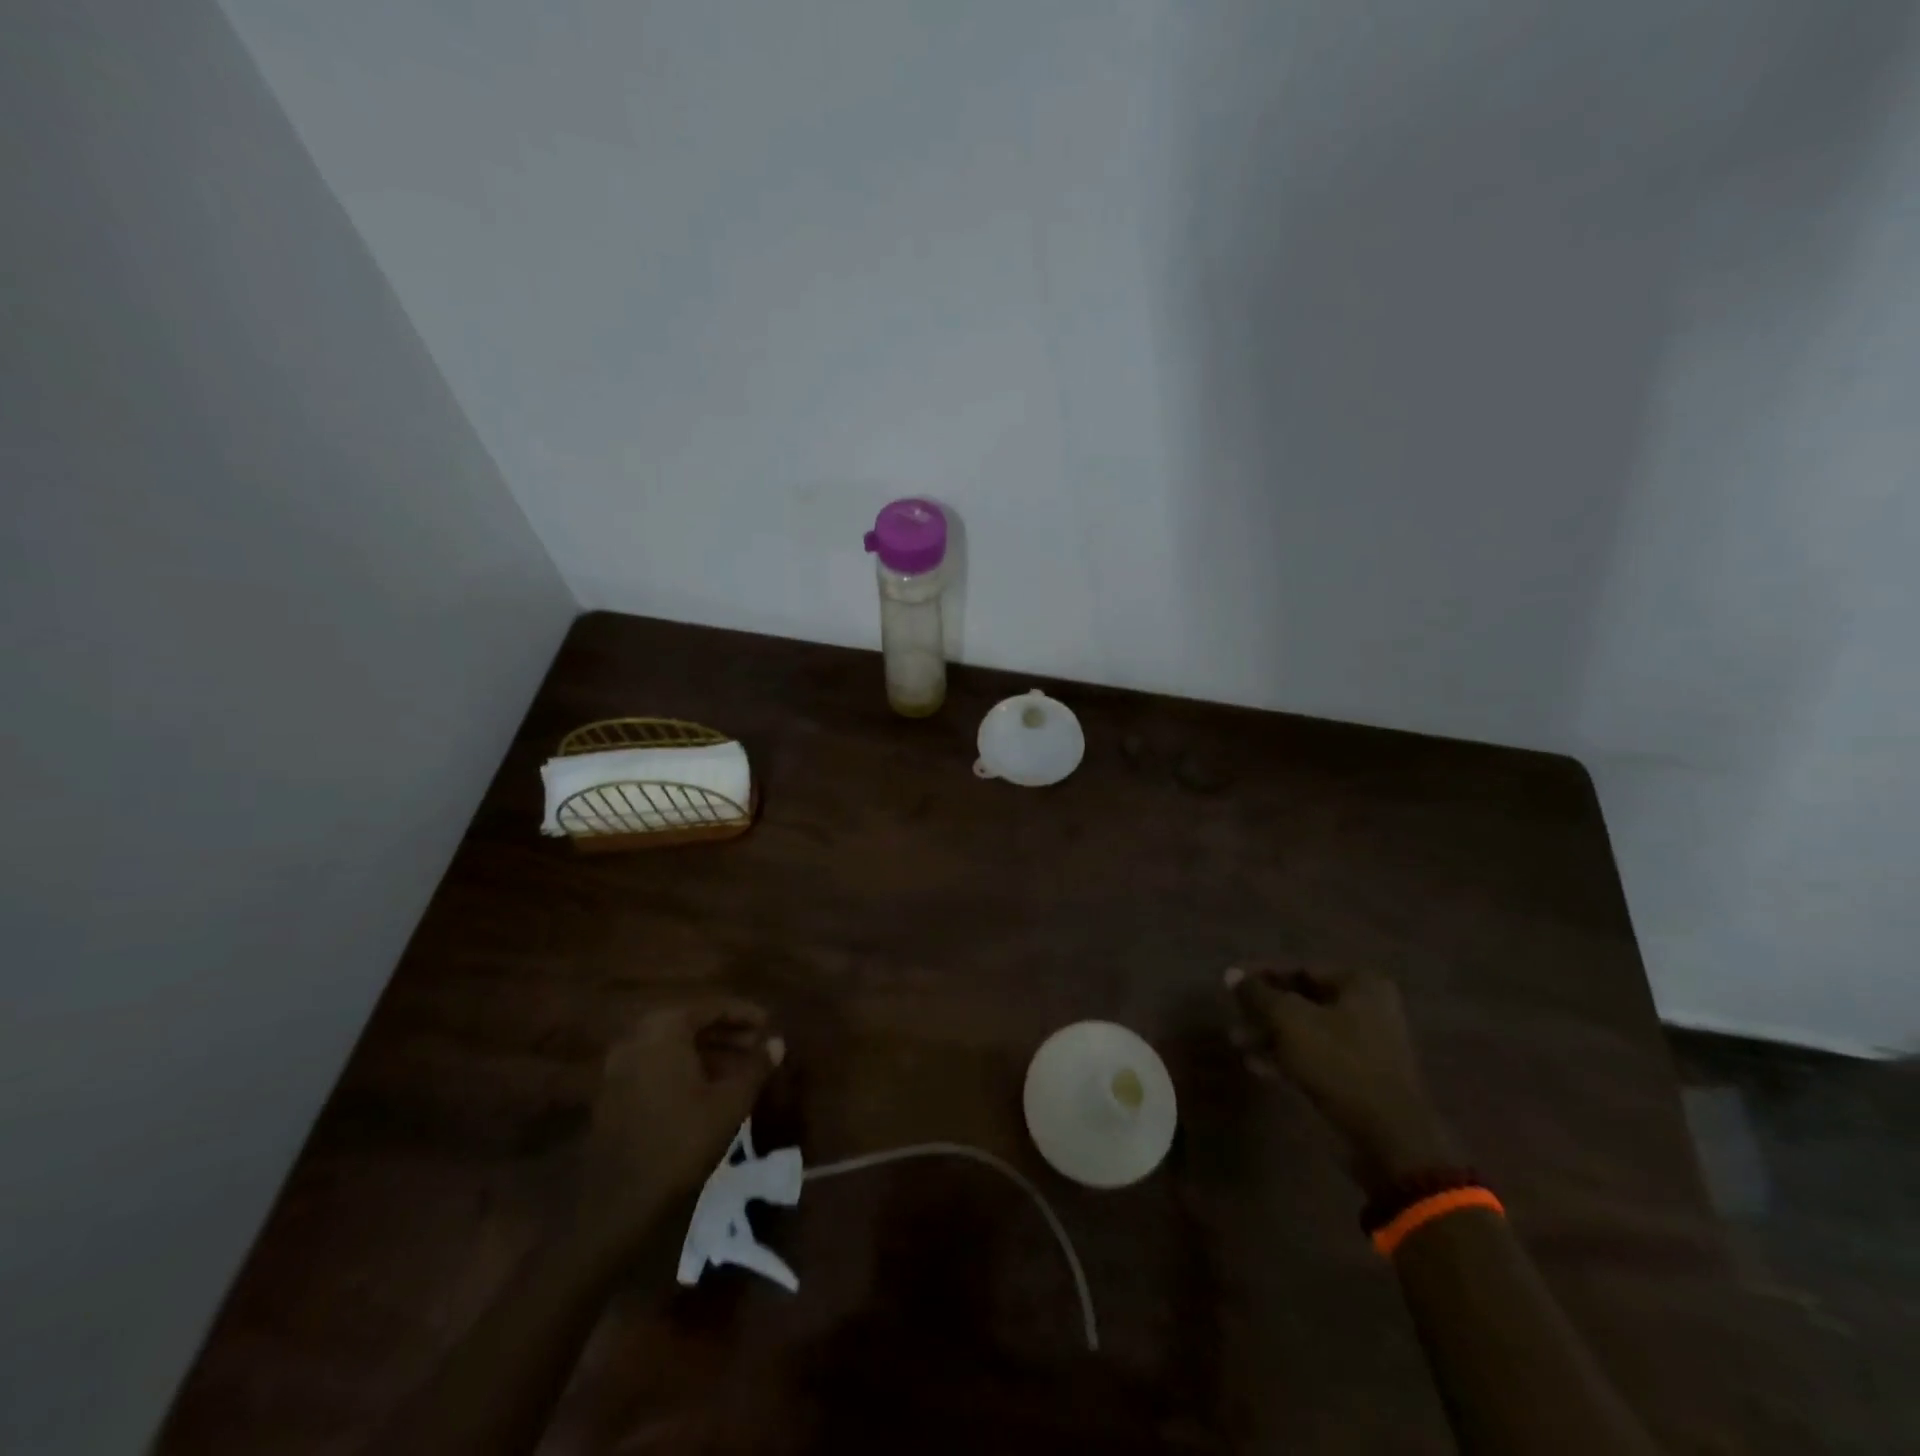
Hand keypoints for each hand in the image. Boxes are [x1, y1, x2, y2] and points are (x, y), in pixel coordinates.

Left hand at [577, 998, 783, 1244]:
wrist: (621, 1199)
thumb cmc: (682, 1139)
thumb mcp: (730, 1101)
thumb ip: (756, 1066)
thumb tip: (778, 1042)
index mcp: (665, 1029)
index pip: (712, 1008)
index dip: (744, 1015)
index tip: (769, 1024)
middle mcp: (638, 1038)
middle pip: (690, 1025)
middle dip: (726, 1034)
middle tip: (757, 1045)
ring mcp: (620, 1066)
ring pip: (673, 1047)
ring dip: (708, 1052)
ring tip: (741, 1068)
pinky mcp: (613, 1093)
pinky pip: (656, 1066)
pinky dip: (685, 1069)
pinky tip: (710, 1088)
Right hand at [1226, 965, 1455, 1193]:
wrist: (1389, 1137)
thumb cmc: (1339, 1063)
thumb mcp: (1288, 1020)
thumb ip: (1257, 994)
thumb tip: (1231, 974)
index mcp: (1360, 984)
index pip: (1299, 968)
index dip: (1261, 974)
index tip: (1230, 983)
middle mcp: (1368, 1007)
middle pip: (1302, 999)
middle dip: (1264, 1008)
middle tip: (1233, 1015)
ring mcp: (1366, 1043)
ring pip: (1306, 1029)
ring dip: (1270, 1034)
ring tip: (1236, 1042)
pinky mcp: (1360, 1075)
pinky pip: (1316, 1055)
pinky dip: (1287, 1056)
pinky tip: (1256, 1065)